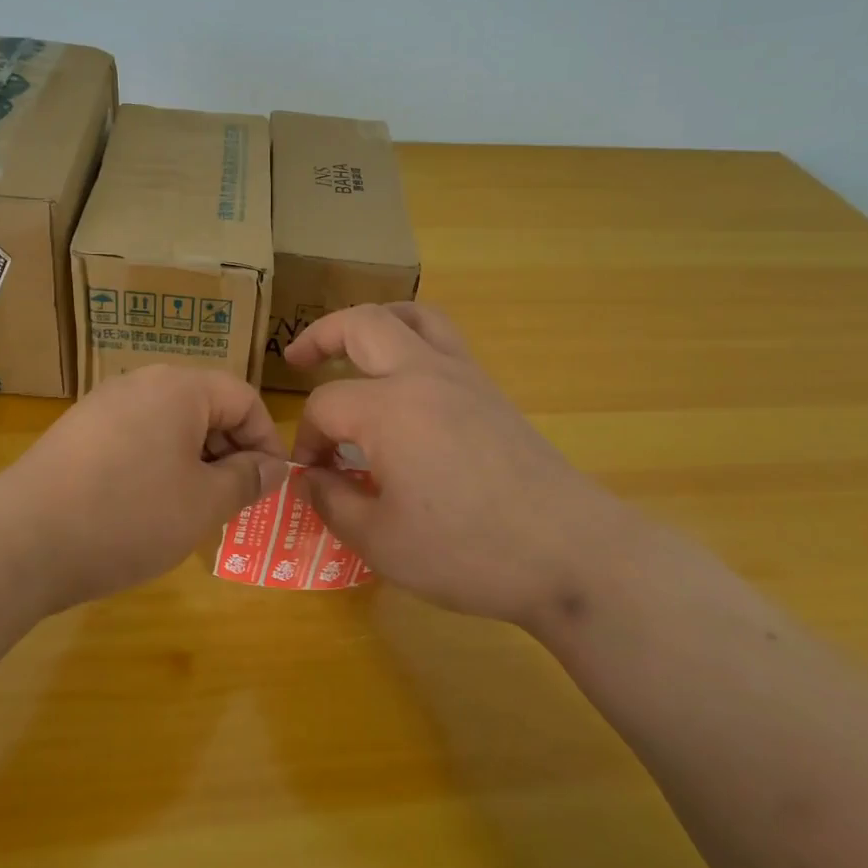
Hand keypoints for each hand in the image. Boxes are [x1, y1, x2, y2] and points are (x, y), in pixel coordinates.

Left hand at [0, 366, 289, 611]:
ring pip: (170, 424)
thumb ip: (247, 479)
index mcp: (180, 388)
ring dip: (195, 461)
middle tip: (235, 502)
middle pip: (206, 407)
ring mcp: (105, 403)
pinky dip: (157, 464)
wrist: (22, 539)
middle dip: (230, 452)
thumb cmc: (128, 516)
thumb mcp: (203, 503)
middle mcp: (142, 382)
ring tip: (195, 508)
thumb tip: (273, 466)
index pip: (244, 399)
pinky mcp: (79, 430)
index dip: (267, 441)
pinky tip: (148, 506)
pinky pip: (137, 436)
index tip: (270, 485)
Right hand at [284, 303, 651, 633]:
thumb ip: (333, 502)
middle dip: (322, 335)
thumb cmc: (468, 550)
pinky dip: (413, 338)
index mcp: (388, 408)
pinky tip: (406, 379)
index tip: (312, 475)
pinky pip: (444, 339)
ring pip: (413, 316)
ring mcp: (463, 376)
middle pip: (363, 324)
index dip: (307, 438)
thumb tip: (309, 477)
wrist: (570, 551)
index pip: (325, 405)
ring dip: (374, 321)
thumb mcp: (381, 541)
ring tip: (353, 344)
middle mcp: (423, 374)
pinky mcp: (491, 391)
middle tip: (297, 358)